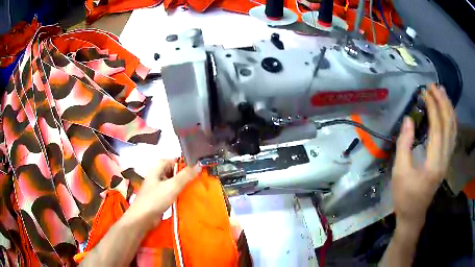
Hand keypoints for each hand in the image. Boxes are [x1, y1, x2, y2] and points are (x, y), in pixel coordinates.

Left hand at [125, 160, 200, 230]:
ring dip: (183, 186)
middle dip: (186, 175)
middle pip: (174, 172)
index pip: (173, 160)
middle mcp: (157, 176)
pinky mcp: (160, 199)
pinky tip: (189, 198)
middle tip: (200, 178)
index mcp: (157, 169)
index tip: (198, 166)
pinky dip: (180, 194)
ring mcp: (158, 188)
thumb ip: (186, 175)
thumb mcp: (172, 186)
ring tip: (198, 187)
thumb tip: (199, 164)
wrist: (143, 219)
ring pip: (174, 183)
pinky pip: (172, 193)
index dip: (184, 163)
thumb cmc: (155, 199)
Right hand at [392, 84, 456, 229]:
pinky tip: (448, 111)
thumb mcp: (400, 172)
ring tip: (442, 92)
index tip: (424, 92)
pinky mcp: (446, 160)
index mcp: (434, 163)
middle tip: (433, 86)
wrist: (413, 214)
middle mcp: (445, 159)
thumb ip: (404, 145)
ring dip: (449, 108)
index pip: (438, 128)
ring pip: (453, 129)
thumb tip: (408, 119)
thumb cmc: (404, 196)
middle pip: (449, 125)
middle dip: (442, 102)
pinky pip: (453, 136)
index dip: (433, 107)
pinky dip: (451, 119)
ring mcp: (447, 160)